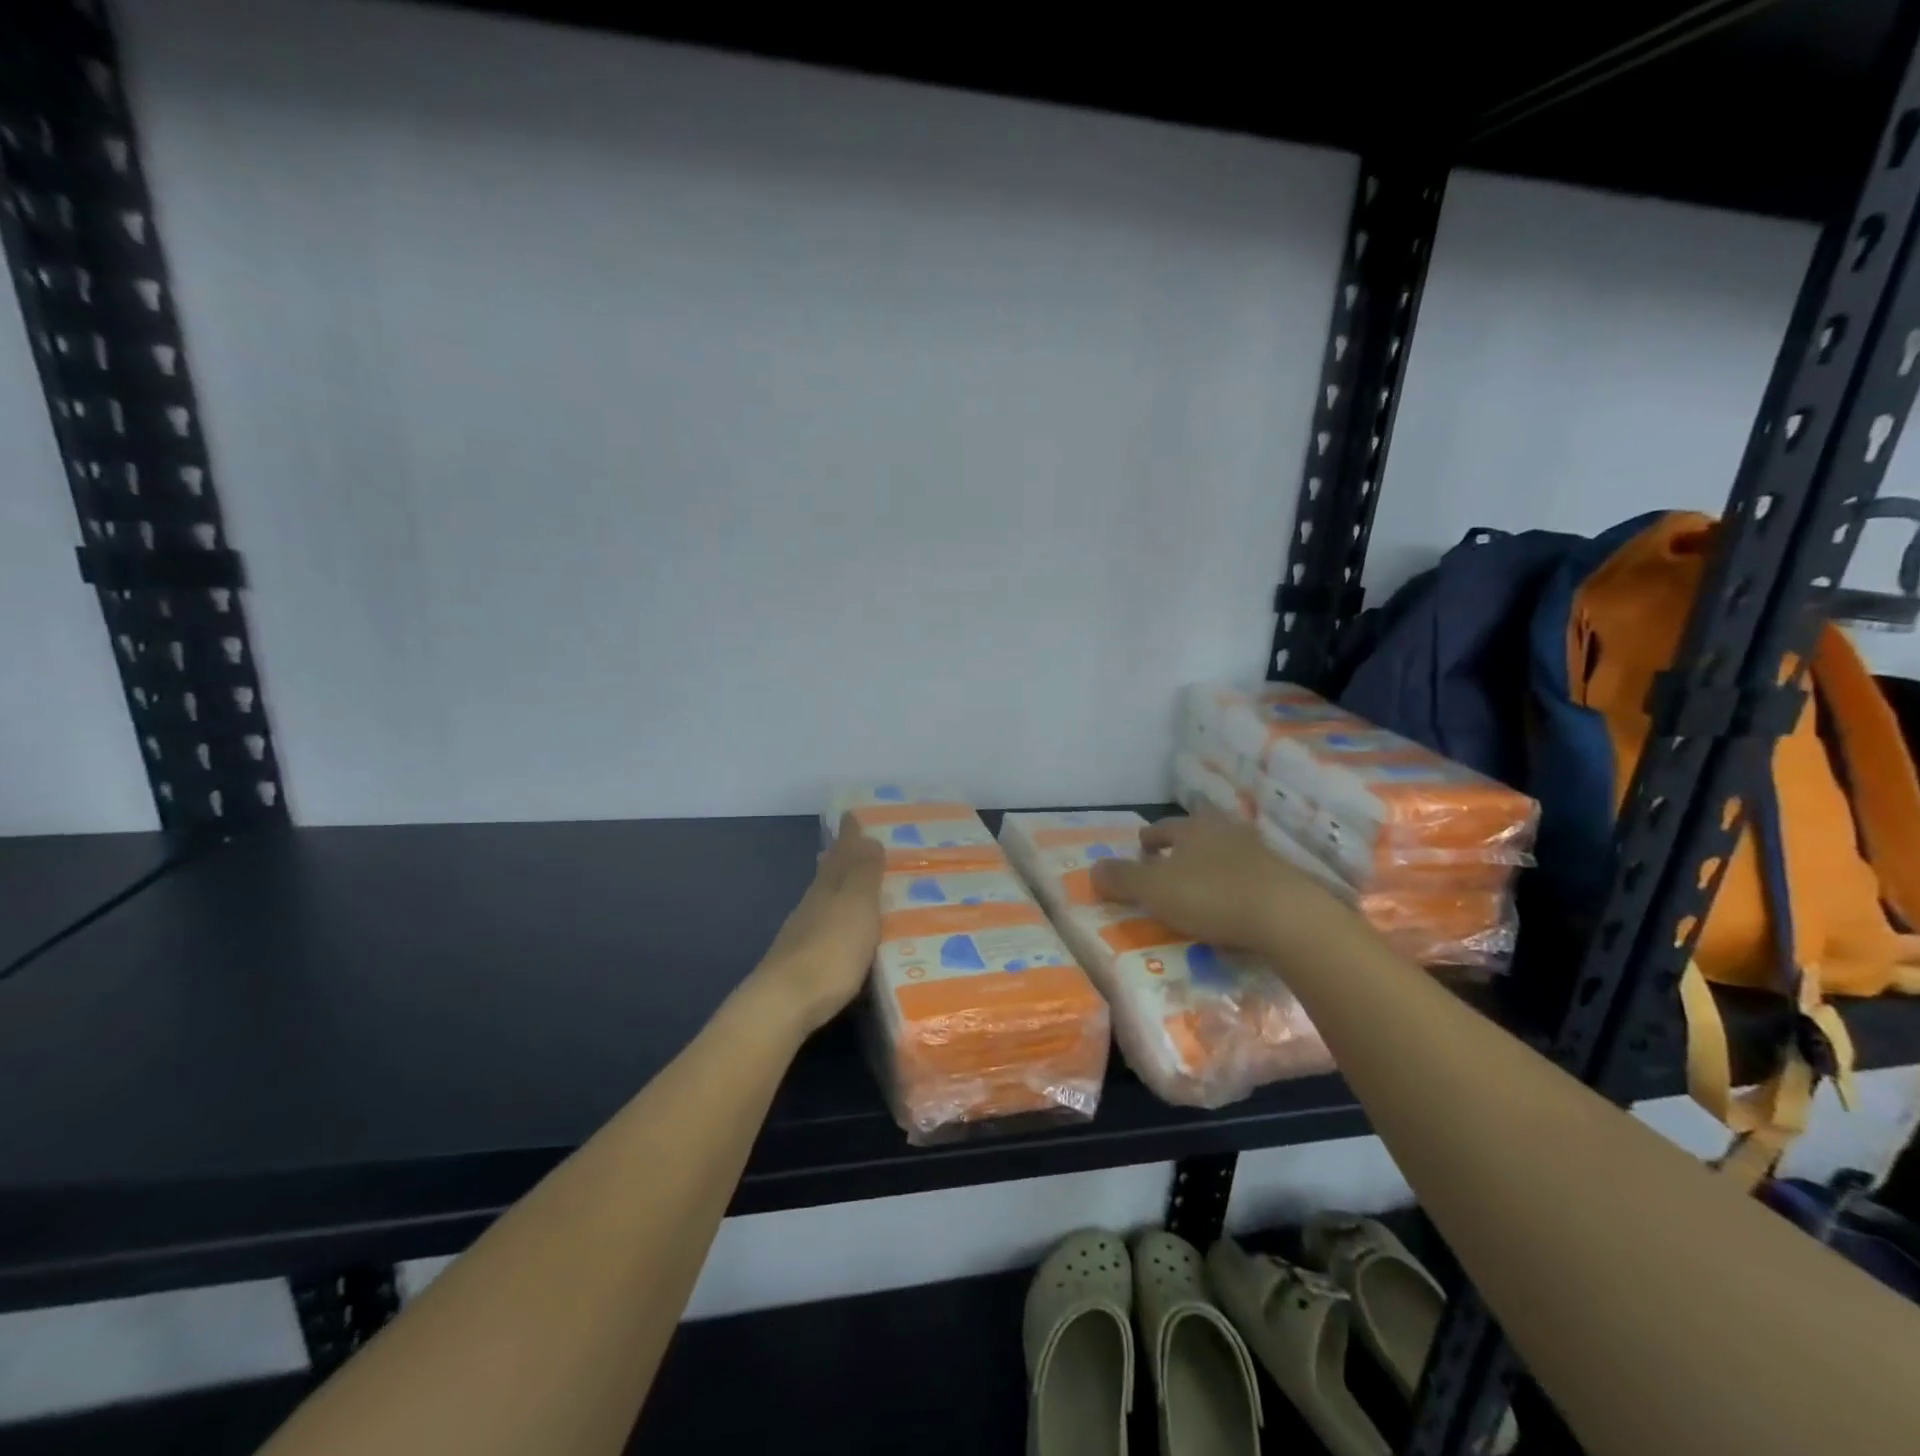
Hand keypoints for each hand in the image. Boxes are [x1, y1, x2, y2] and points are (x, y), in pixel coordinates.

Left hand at [748, 819, 884, 1036]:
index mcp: (828, 887)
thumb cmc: (831, 950)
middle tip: (849, 844)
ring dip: (835, 888)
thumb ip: (864, 874)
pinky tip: (839, 930)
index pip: (841, 853)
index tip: (851, 815)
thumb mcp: (857, 906)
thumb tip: (868, 837)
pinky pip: (823, 927)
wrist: (785, 1003)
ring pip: (822, 899)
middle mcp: (812, 905)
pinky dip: (833, 918)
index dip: (849, 835)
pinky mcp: (801, 963)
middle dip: (839, 858)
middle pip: (827, 874)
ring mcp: (802, 934)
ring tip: (848, 883)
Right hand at [1091, 809, 1347, 953]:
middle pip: (1198, 835)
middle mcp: (1227, 832)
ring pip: (1225, 854)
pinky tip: (1230, 904)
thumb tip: (1093, 868)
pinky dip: (1233, 886)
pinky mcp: (1283, 880)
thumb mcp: (1155, 890)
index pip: (1166, 827)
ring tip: (1197, 884)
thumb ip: (1122, 879)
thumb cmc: (1212, 896)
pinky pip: (1248, 878)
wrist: (1288, 917)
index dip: (1151, 837)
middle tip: (1167, 861)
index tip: (1141, 845)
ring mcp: (1260, 854)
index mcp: (1195, 828)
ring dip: (1209, 865)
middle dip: (1182, 847)